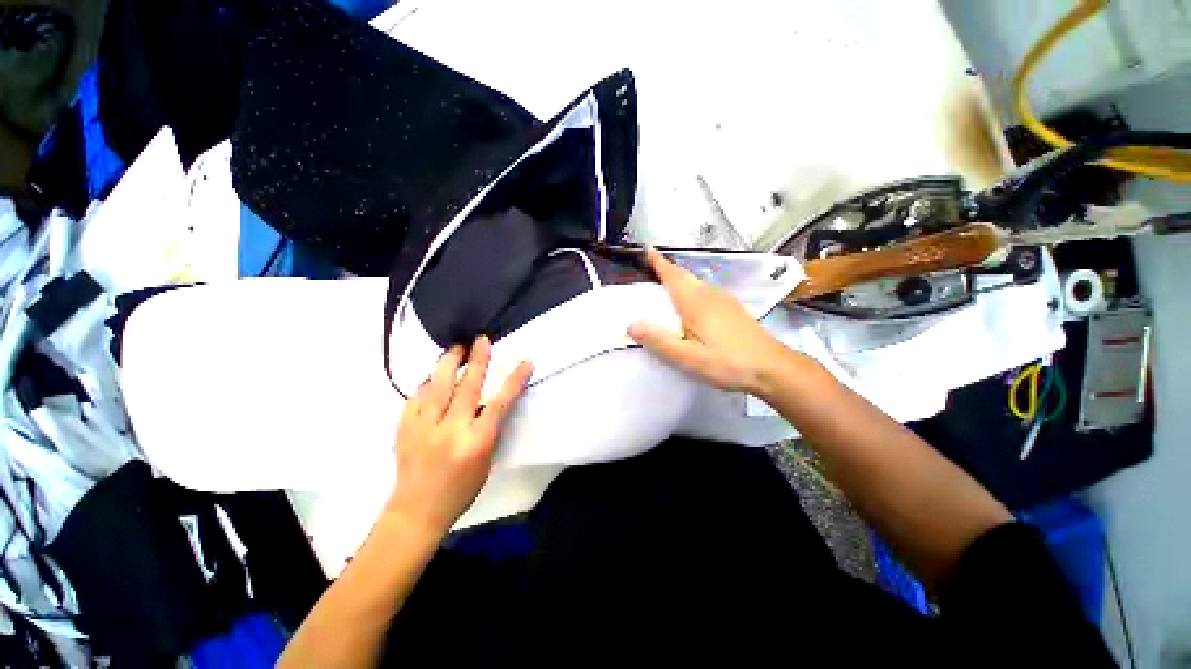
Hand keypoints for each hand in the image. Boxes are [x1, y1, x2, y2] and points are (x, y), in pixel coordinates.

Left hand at [387, 337, 533, 535]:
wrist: (416, 510)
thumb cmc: (460, 489)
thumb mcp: (487, 460)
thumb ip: (489, 428)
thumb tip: (491, 400)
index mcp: (476, 441)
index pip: (499, 402)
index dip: (514, 379)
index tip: (525, 361)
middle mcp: (450, 429)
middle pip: (467, 386)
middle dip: (478, 359)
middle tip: (481, 340)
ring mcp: (423, 427)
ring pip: (437, 384)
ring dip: (449, 362)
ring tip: (456, 348)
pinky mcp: (404, 427)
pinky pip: (417, 395)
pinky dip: (428, 382)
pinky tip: (433, 376)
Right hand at [628, 248, 795, 395]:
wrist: (773, 368)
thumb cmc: (728, 363)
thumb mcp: (688, 358)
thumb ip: (659, 341)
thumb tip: (631, 324)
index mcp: (695, 303)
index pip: (672, 275)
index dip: (658, 262)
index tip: (647, 249)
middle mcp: (710, 295)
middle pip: (684, 276)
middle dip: (667, 269)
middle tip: (651, 268)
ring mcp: (725, 301)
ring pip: (696, 283)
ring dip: (680, 279)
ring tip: (666, 286)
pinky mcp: (734, 310)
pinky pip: (706, 292)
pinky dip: (692, 290)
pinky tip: (693, 305)